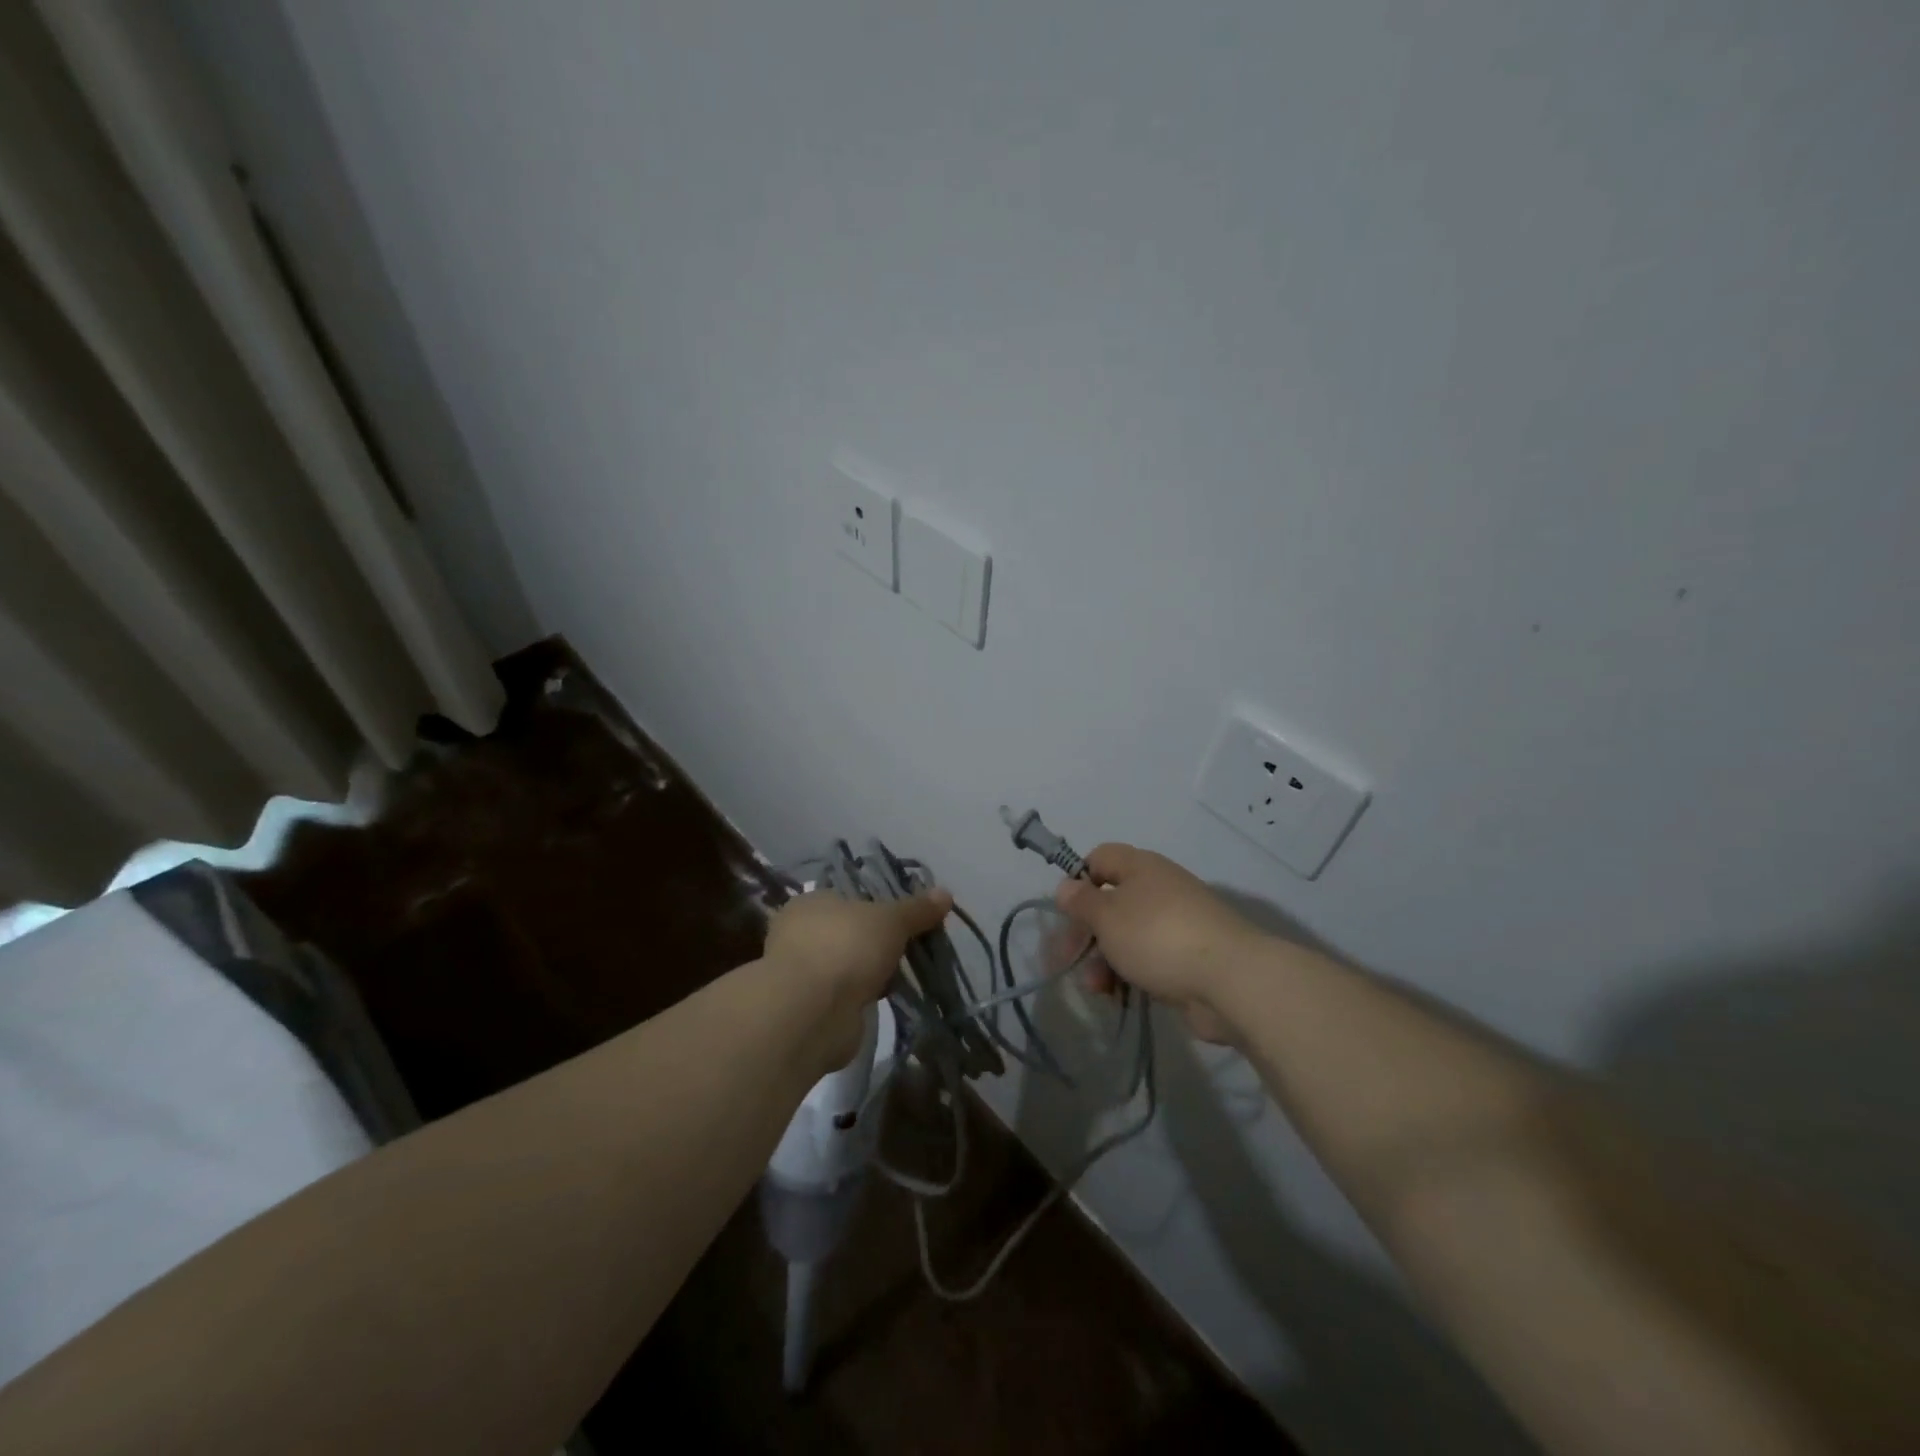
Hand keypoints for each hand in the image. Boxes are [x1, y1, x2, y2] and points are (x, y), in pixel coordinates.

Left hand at [763, 888, 951, 1066]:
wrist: (813, 1011)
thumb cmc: (846, 947)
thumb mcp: (890, 919)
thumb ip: (917, 909)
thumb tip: (945, 893)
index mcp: (810, 903)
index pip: (847, 898)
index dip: (876, 907)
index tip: (904, 920)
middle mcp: (799, 934)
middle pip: (849, 933)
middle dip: (876, 944)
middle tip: (906, 949)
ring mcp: (802, 973)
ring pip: (847, 965)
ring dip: (869, 973)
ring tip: (898, 977)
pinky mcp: (810, 1008)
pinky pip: (844, 995)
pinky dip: (861, 998)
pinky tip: (882, 1000)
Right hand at [1054, 844, 1266, 1043]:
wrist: (1231, 980)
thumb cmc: (1158, 936)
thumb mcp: (1107, 916)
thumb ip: (1081, 901)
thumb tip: (1066, 886)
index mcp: (1141, 867)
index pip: (1100, 858)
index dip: (1079, 880)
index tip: (1067, 912)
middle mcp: (1159, 888)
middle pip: (1111, 901)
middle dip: (1087, 932)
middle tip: (1068, 960)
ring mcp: (1176, 923)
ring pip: (1127, 935)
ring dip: (1104, 959)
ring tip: (1096, 988)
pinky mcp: (1188, 957)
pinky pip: (1148, 959)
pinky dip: (1129, 974)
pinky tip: (1118, 995)